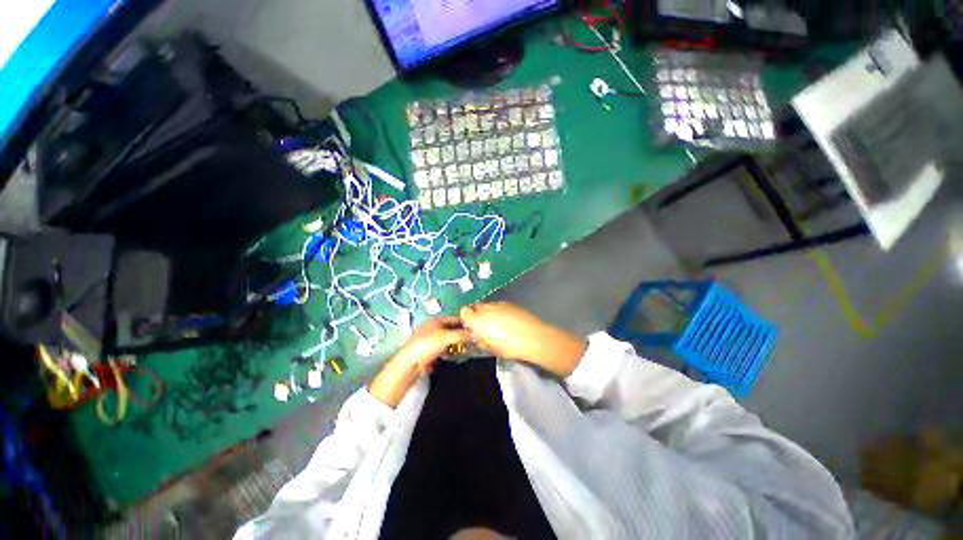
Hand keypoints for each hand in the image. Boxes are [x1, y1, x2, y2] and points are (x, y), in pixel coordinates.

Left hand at [369, 317, 469, 407]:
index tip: (476, 329)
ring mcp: (431, 339)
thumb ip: (461, 334)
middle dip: (462, 334)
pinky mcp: (430, 350)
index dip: (465, 323)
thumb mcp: (447, 337)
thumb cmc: (428, 344)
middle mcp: (434, 327)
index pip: (455, 319)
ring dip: (457, 343)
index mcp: (436, 320)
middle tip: (473, 340)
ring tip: (467, 348)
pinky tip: (456, 355)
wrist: (410, 362)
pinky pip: (444, 348)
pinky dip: (451, 350)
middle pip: (452, 329)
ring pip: (449, 339)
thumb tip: (475, 333)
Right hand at [459, 302, 586, 376]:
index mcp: (478, 319)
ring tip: (496, 325)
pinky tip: (507, 321)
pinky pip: (499, 306)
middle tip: (482, 327)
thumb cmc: (509, 347)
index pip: (464, 312)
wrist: (533, 338)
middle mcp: (486, 307)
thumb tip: (478, 336)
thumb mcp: (491, 348)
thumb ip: (480, 340)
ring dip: (488, 313)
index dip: (466, 319)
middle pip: (476, 307)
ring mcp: (499, 303)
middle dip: (476, 315)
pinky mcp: (510, 303)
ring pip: (488, 305)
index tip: (470, 328)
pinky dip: (499, 311)